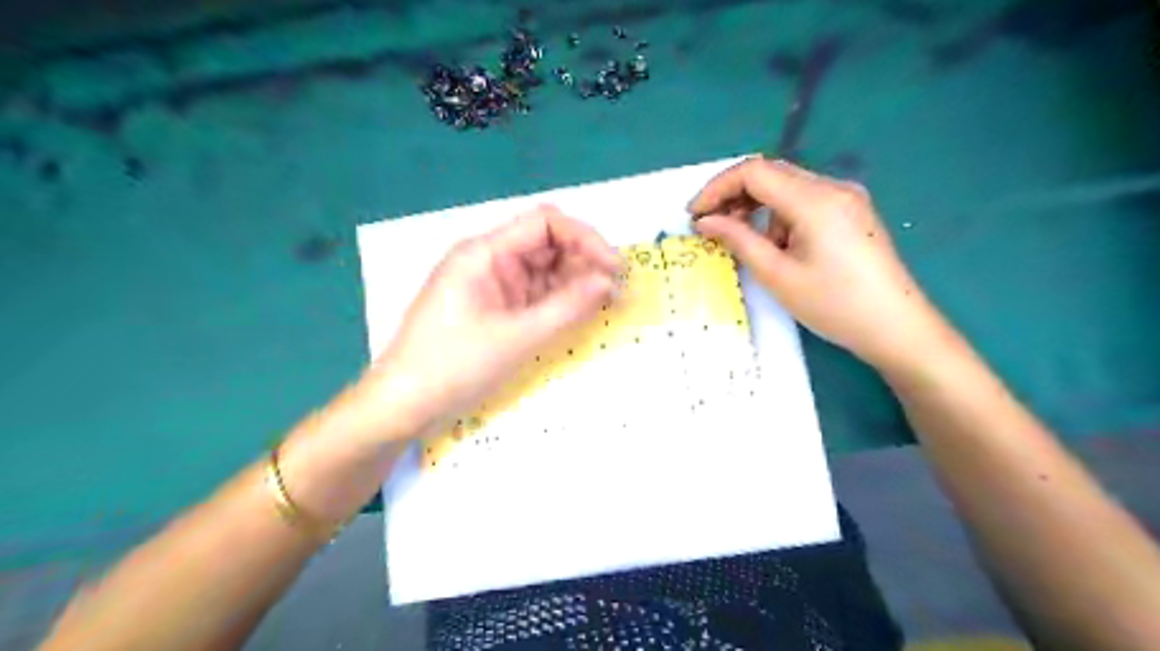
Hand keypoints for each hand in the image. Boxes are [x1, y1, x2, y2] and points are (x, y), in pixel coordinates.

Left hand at [361, 206, 619, 433]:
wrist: (405, 405)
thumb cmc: (455, 366)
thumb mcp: (518, 337)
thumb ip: (568, 306)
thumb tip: (609, 281)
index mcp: (485, 252)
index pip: (545, 223)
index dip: (585, 238)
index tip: (614, 269)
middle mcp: (489, 260)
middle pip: (547, 244)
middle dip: (584, 262)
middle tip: (616, 292)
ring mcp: (491, 285)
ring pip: (544, 271)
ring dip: (575, 284)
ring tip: (606, 305)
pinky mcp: (494, 308)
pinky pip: (534, 295)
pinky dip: (559, 302)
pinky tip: (580, 315)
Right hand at [687, 156, 940, 368]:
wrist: (897, 327)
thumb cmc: (834, 305)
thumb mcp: (778, 275)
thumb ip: (738, 240)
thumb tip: (704, 221)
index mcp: (815, 200)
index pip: (753, 172)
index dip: (717, 188)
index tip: (694, 215)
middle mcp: (832, 187)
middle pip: (770, 173)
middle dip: (733, 196)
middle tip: (709, 226)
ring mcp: (845, 197)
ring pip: (785, 187)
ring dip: (756, 208)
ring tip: (745, 243)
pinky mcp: (851, 211)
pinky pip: (804, 200)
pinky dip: (778, 215)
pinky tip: (777, 245)